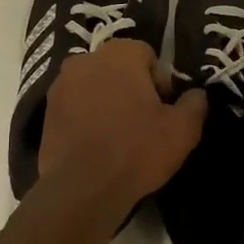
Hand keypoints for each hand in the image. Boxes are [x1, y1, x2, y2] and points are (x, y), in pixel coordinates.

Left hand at [38, 39, 207, 211]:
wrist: (82, 189)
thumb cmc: (136, 149)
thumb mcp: (182, 130)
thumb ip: (195, 104)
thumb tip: (197, 95)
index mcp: (119, 53)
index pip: (147, 56)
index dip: (159, 83)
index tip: (163, 111)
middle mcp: (86, 60)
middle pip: (118, 69)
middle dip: (132, 89)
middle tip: (144, 124)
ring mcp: (61, 85)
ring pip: (95, 87)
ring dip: (107, 103)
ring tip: (119, 138)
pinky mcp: (46, 112)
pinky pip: (76, 108)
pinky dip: (86, 119)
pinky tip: (97, 147)